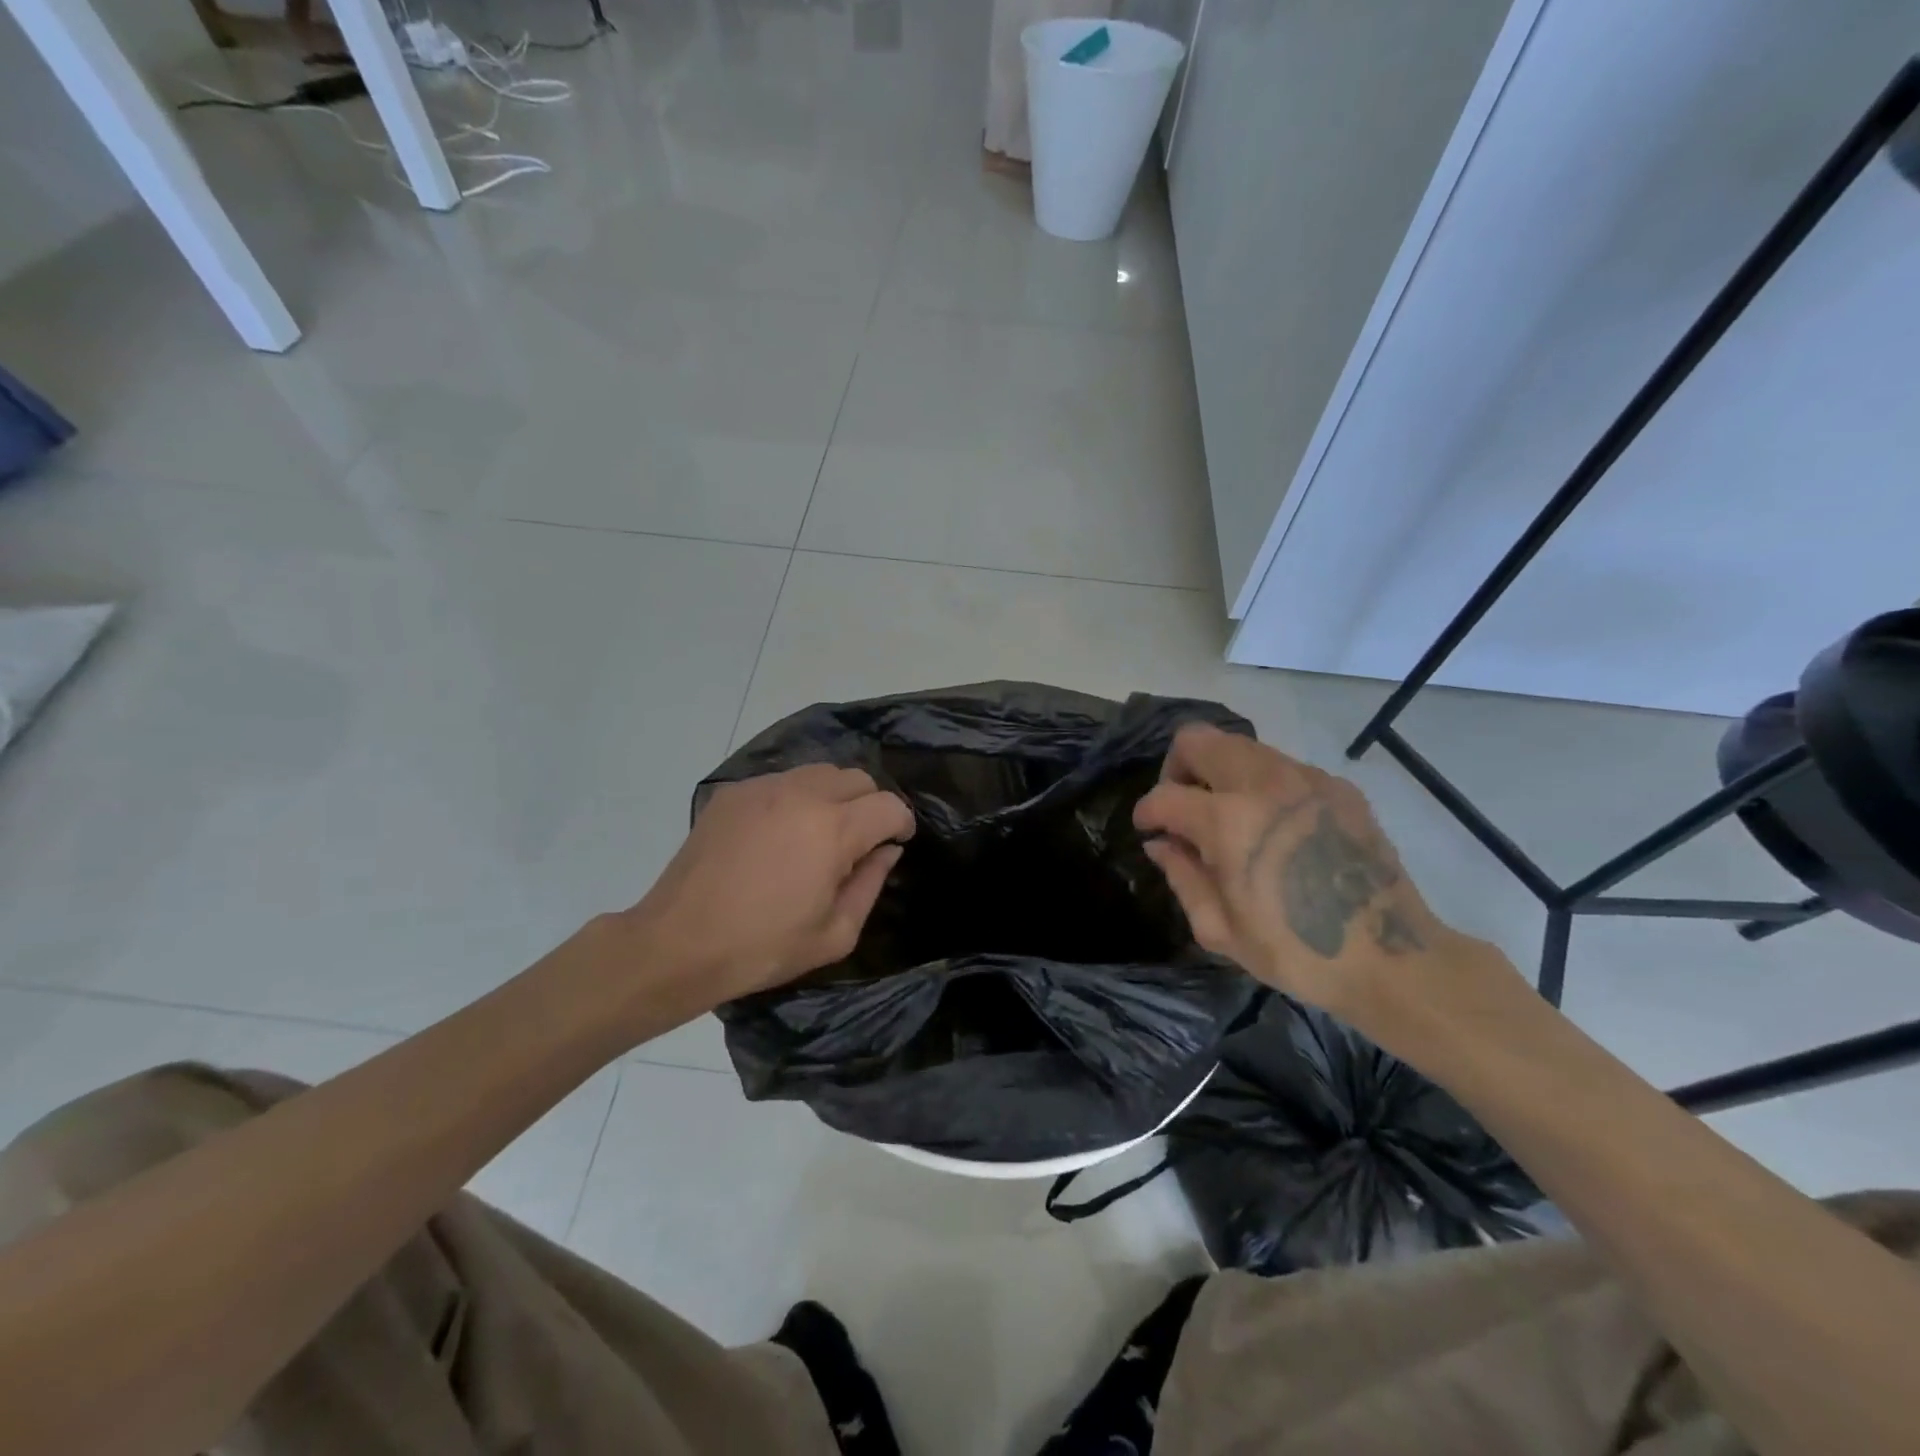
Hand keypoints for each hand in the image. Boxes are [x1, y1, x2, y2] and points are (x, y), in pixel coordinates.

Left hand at [627, 764, 914, 1008]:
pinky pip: (782, 780)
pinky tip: (779, 833)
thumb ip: (871, 884)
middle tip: (857, 841)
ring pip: (820, 772)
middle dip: (869, 805)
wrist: (678, 943)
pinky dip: (795, 798)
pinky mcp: (734, 792)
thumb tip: (886, 851)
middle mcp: (802, 795)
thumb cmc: (764, 947)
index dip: (901, 824)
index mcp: (833, 830)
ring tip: (818, 833)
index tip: (894, 844)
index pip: (889, 805)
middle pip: (857, 778)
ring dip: (833, 796)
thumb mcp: (835, 934)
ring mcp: (763, 788)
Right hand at [1134, 724, 1457, 1013]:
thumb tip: (1161, 843)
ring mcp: (1307, 779)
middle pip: (1198, 739)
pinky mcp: (1339, 788)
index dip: (1147, 813)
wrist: (1392, 960)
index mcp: (1228, 821)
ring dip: (1220, 772)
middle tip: (1183, 807)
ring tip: (1227, 815)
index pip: (1166, 795)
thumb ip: (1180, 875)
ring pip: (1241, 746)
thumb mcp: (1218, 928)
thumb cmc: (1295, 952)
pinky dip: (1262, 784)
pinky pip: (1283, 766)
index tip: (1148, 830)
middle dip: (1177, 768)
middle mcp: (1265, 783)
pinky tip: (1273, 826)